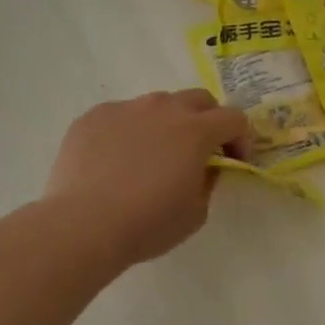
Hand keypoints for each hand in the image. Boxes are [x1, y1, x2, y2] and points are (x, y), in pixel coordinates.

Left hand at [45, 90, 247, 269]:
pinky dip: (128, 131)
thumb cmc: (148, 223)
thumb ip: (208, 181)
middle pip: (199, 99)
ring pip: (157, 104)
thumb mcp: (196, 212)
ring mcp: (125, 109)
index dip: (241, 138)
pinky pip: (120, 116)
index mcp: (196, 130)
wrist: (83, 225)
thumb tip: (203, 167)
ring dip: (166, 123)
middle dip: (208, 119)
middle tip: (199, 150)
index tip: (235, 160)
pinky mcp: (92, 117)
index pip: (234, 118)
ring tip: (152, 155)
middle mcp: (163, 108)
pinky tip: (116, 161)